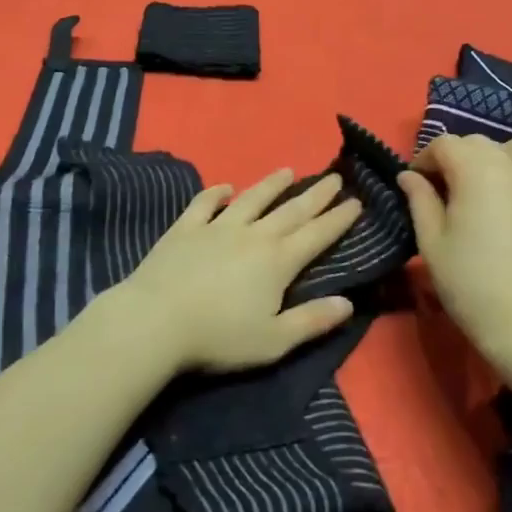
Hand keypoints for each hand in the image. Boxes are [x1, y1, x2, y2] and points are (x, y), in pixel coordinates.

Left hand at [107, 168, 361, 373]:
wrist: (156, 321)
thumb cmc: (219, 337)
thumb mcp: (274, 340)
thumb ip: (312, 321)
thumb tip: (349, 302)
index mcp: (277, 261)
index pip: (317, 235)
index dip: (339, 219)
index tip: (356, 201)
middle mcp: (252, 235)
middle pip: (290, 211)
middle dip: (316, 195)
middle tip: (334, 178)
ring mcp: (217, 227)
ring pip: (251, 199)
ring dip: (271, 184)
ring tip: (287, 170)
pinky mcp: (185, 228)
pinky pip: (205, 204)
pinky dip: (216, 193)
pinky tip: (224, 187)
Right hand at [397, 135, 511, 370]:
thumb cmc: (467, 283)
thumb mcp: (430, 242)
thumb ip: (419, 200)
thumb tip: (409, 175)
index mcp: (474, 171)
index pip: (444, 144)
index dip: (425, 159)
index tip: (416, 184)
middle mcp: (511, 169)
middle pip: (480, 142)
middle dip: (457, 157)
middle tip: (444, 190)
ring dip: (504, 156)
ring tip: (490, 183)